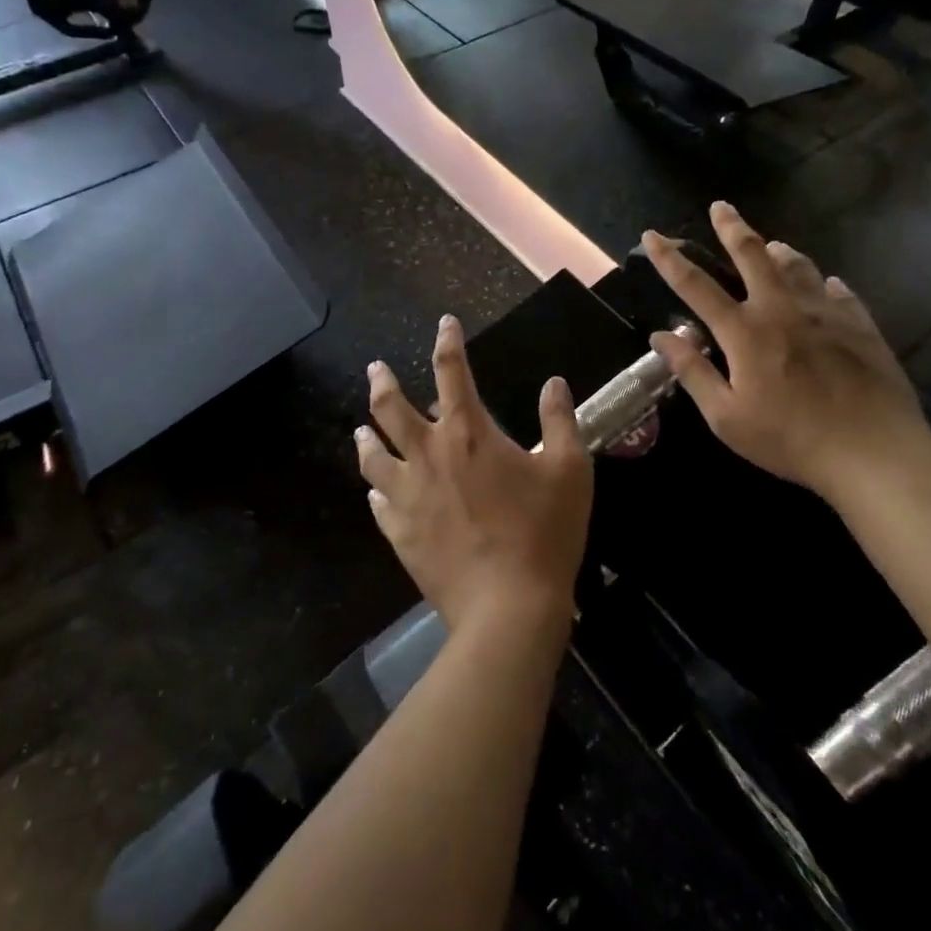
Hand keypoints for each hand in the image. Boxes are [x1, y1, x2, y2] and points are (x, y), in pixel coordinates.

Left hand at [356, 315, 592, 635]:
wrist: (508, 607)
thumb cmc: (544, 532)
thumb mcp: (569, 469)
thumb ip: (559, 421)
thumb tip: (554, 383)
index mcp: (469, 434)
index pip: (453, 373)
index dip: (448, 343)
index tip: (444, 323)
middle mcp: (429, 456)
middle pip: (391, 410)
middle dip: (383, 383)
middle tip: (376, 369)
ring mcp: (408, 497)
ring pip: (374, 458)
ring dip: (367, 438)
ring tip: (361, 431)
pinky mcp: (400, 535)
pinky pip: (379, 506)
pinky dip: (377, 492)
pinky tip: (376, 494)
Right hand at [641, 203, 930, 500]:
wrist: (873, 452)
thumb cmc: (789, 439)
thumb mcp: (726, 417)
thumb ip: (692, 372)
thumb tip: (661, 336)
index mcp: (744, 332)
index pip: (696, 286)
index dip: (670, 258)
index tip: (652, 234)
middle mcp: (782, 310)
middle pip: (752, 255)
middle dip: (732, 227)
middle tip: (721, 206)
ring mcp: (825, 313)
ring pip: (798, 266)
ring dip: (779, 251)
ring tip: (771, 246)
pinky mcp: (860, 324)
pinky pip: (838, 291)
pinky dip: (823, 284)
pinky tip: (825, 288)